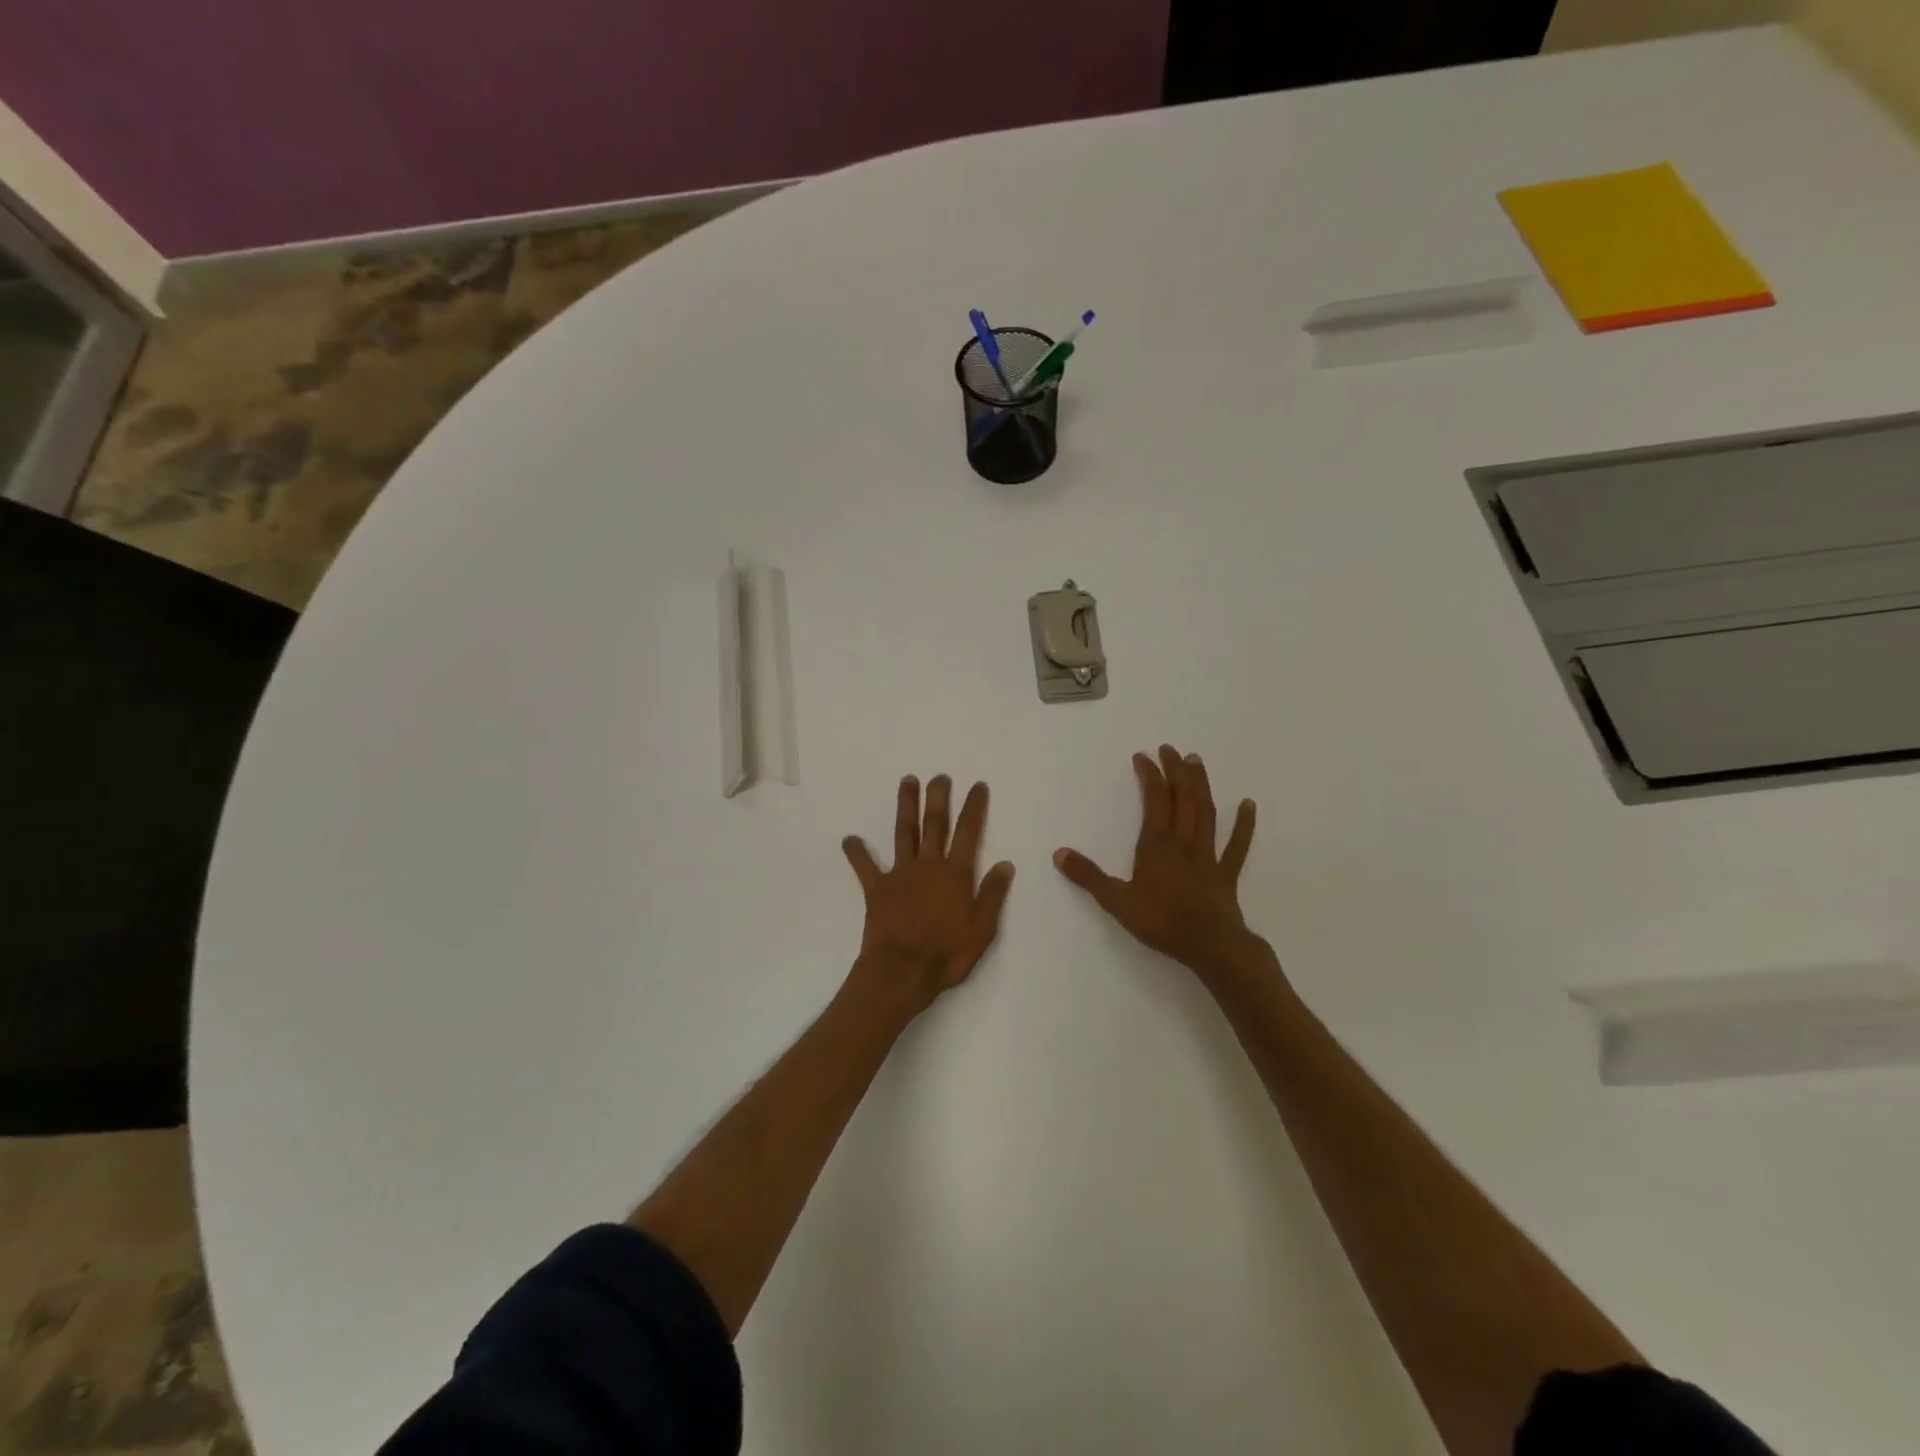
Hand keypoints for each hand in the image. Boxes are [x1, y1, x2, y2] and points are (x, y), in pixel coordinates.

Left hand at [842, 775, 1015, 1015]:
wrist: (902, 971)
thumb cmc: (946, 953)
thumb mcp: (982, 929)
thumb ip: (992, 894)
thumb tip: (1005, 864)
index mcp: (955, 874)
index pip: (969, 832)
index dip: (974, 807)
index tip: (978, 785)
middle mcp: (928, 865)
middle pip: (935, 823)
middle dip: (938, 797)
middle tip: (940, 776)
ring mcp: (900, 874)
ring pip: (905, 832)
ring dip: (906, 806)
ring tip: (907, 781)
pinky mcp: (877, 889)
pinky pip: (865, 867)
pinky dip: (857, 852)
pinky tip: (849, 839)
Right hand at [1055, 745, 1267, 982]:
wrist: (1209, 945)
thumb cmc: (1161, 921)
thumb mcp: (1116, 900)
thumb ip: (1088, 876)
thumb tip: (1059, 853)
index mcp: (1156, 845)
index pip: (1154, 800)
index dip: (1150, 775)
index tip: (1143, 756)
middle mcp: (1183, 841)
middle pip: (1182, 798)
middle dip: (1176, 771)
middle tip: (1171, 749)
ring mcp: (1208, 855)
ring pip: (1206, 812)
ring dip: (1201, 785)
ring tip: (1197, 762)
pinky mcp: (1226, 872)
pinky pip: (1237, 844)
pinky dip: (1244, 824)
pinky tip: (1248, 805)